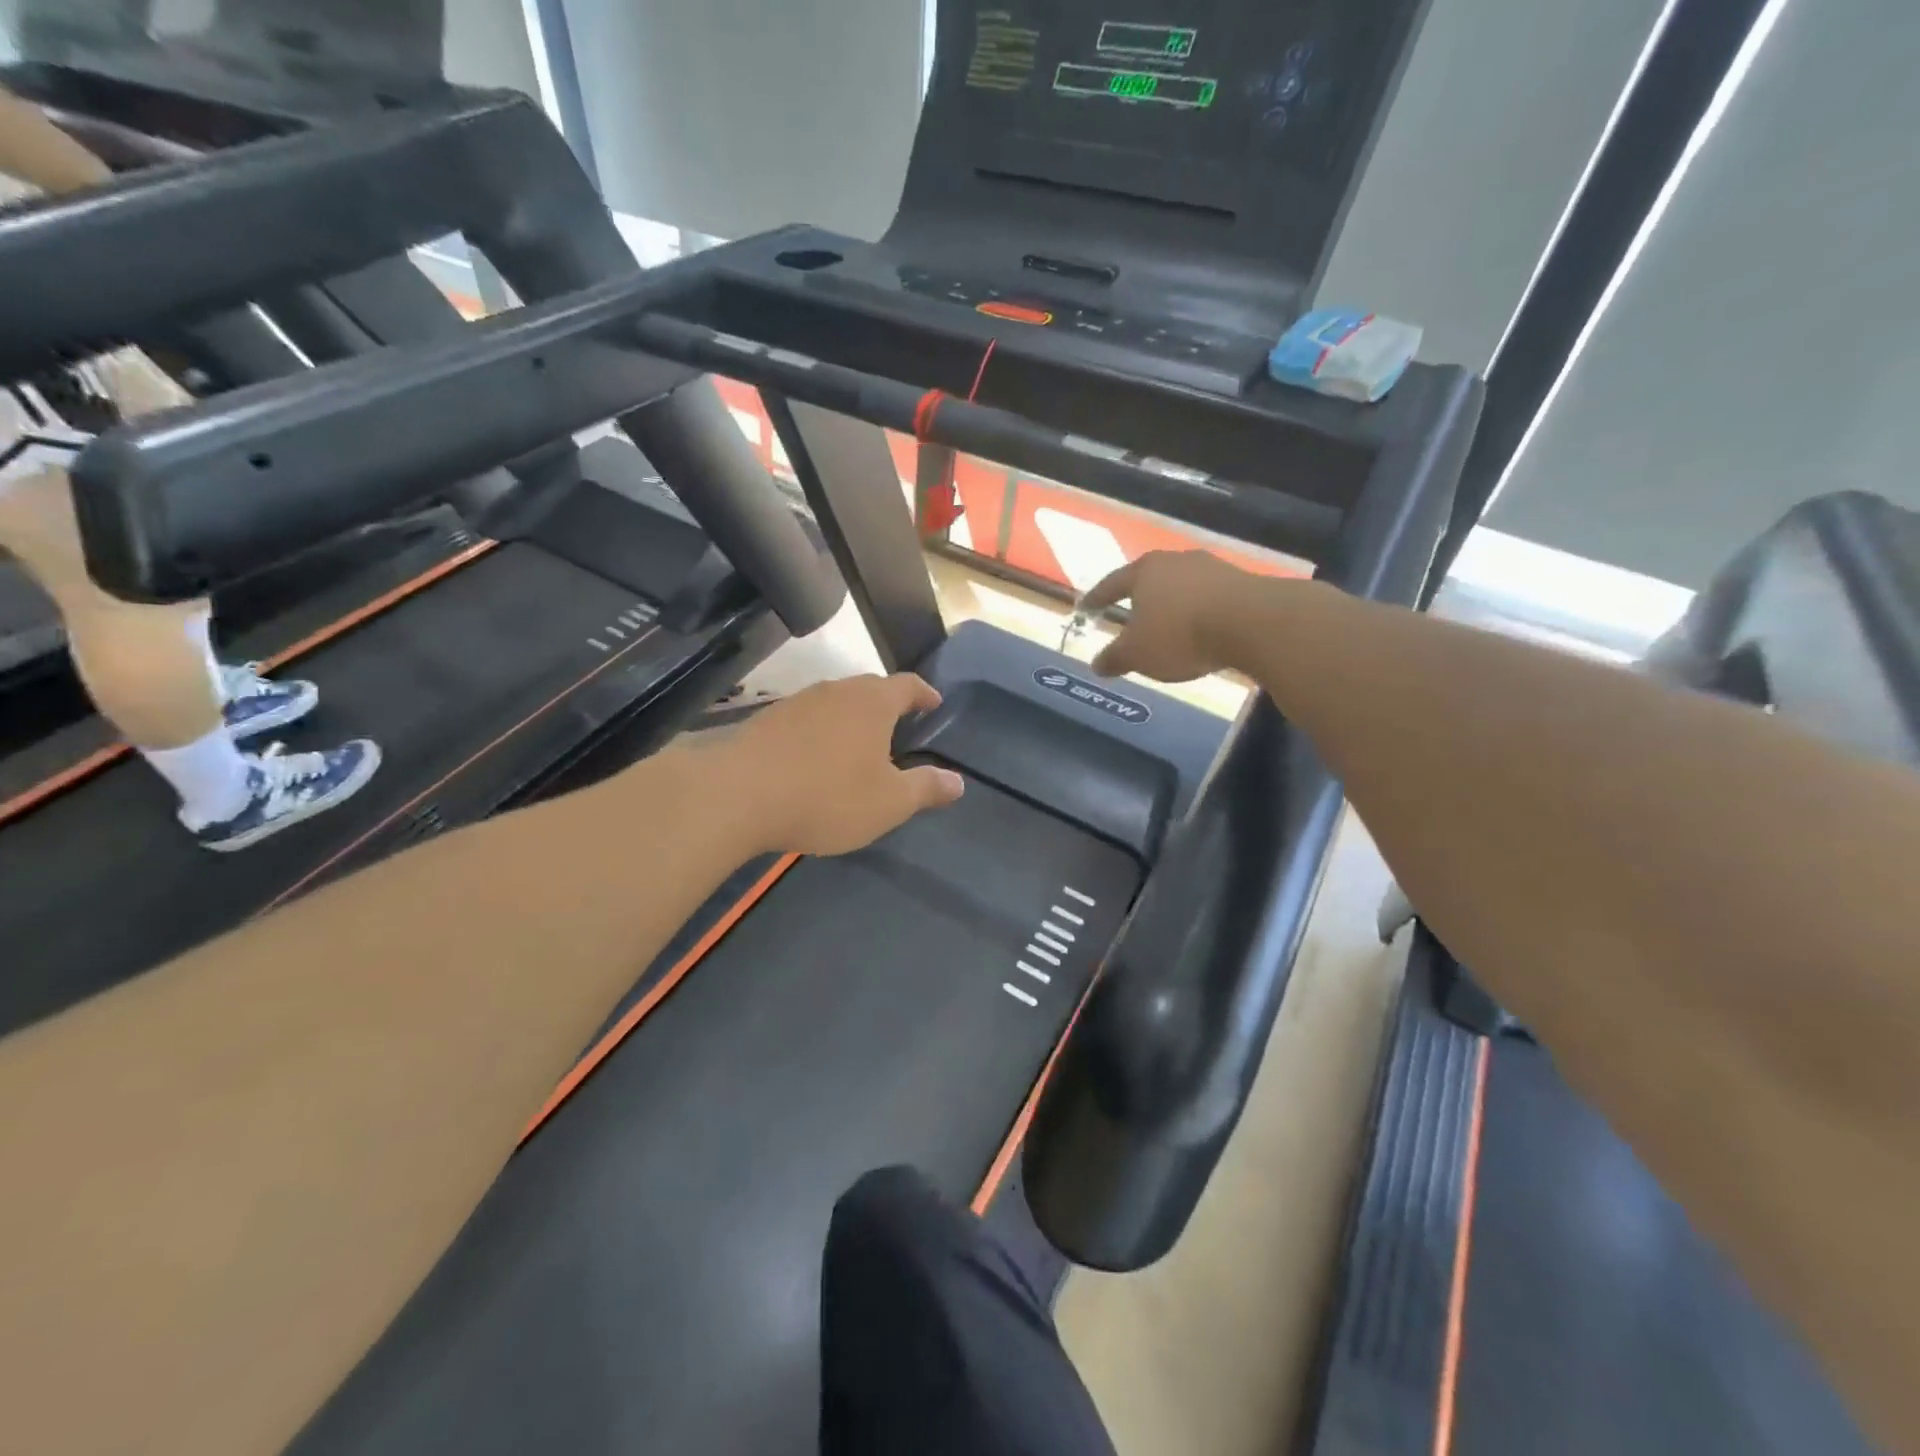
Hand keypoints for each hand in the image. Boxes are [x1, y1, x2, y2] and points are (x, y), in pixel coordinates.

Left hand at [722, 673, 963, 855]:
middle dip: (888, 704)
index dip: (924, 693)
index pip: (907, 685)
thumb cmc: (826, 796)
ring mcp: (797, 702)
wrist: (737, 796)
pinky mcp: (766, 720)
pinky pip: (807, 719)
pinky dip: (820, 732)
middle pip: (870, 688)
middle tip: (899, 725)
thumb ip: (925, 788)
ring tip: (858, 743)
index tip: (934, 703)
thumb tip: (958, 781)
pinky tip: (815, 757)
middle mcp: (836, 691)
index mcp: (872, 702)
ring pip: (835, 702)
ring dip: (851, 718)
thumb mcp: (888, 802)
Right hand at [1082, 551, 1258, 682]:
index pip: (1112, 583)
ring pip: (1180, 586)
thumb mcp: (1138, 654)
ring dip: (1171, 604)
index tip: (1086, 607)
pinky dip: (1198, 611)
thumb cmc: (1180, 635)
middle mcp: (1175, 561)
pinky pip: (1207, 597)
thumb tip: (1096, 664)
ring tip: (1167, 623)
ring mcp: (1210, 567)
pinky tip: (1199, 627)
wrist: (1251, 623)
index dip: (1097, 597)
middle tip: (1129, 612)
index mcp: (1143, 572)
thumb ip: (1114, 658)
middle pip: (1149, 579)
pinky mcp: (1240, 581)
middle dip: (1138, 597)